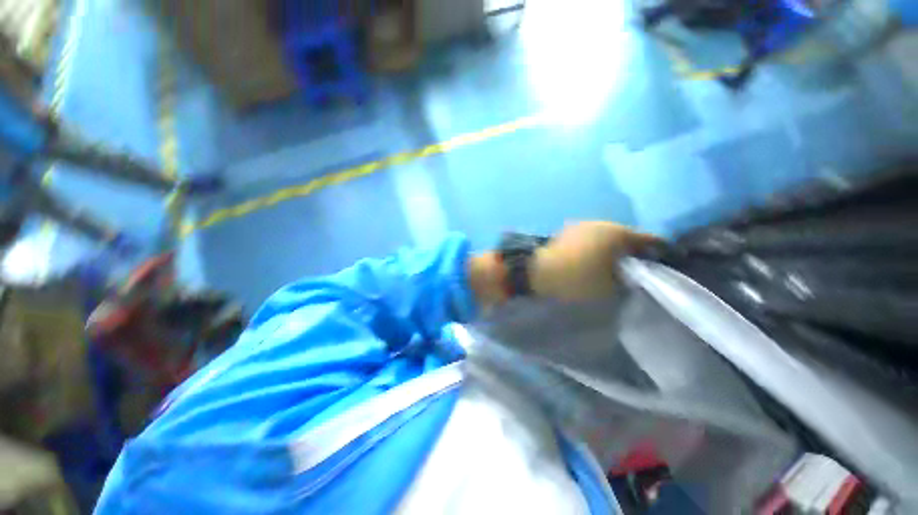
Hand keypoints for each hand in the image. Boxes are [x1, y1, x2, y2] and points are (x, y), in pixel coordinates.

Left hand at [531, 222, 659, 301]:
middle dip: (633, 250)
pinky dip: (595, 248)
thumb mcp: (610, 286)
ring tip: (613, 265)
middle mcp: (600, 223)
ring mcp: (580, 225)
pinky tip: (592, 260)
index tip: (666, 260)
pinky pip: (589, 239)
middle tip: (638, 267)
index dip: (659, 250)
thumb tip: (633, 275)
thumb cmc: (577, 280)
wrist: (537, 272)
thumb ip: (628, 279)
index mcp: (616, 232)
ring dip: (612, 248)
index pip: (648, 239)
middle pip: (625, 236)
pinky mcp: (565, 232)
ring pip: (605, 236)